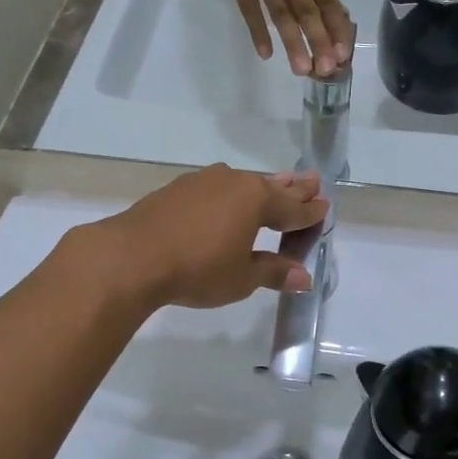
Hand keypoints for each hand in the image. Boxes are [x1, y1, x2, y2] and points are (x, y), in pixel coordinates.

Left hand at [84, 165, 328, 311]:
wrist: (132, 256)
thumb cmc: (197, 269)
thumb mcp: (241, 278)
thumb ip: (273, 272)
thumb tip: (304, 277)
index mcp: (257, 201)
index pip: (293, 209)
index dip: (310, 212)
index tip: (325, 208)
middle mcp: (234, 183)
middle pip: (272, 187)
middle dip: (293, 187)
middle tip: (313, 180)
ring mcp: (204, 182)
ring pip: (243, 182)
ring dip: (262, 186)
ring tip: (276, 183)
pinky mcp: (178, 188)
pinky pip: (217, 187)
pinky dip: (231, 193)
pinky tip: (228, 196)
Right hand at [220, 0, 353, 76]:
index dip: (335, 24)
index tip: (344, 50)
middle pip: (304, 9)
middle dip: (317, 41)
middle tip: (326, 71)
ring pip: (278, 11)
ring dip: (292, 42)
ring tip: (302, 69)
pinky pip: (247, 4)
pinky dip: (256, 28)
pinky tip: (266, 52)